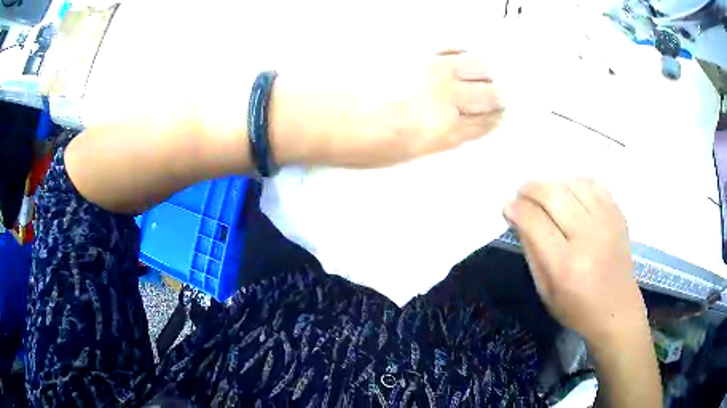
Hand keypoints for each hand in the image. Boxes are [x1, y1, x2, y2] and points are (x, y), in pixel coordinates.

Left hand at [269, 50, 503, 167]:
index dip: (496, 119)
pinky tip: (461, 58)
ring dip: (486, 73)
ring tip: (483, 76)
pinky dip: (463, 52)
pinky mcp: (412, 49)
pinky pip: (451, 46)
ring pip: (478, 65)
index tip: (499, 116)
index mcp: (442, 131)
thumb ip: (436, 139)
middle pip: (490, 92)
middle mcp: (445, 97)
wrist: (314, 114)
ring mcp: (430, 68)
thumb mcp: (401, 156)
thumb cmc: (353, 145)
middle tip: (495, 97)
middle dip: (498, 96)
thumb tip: (454, 125)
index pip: (486, 122)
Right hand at [503, 180, 648, 344]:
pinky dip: (576, 184)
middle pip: (553, 195)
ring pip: (572, 184)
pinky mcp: (618, 215)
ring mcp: (607, 222)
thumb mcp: (545, 290)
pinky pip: (593, 184)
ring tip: (545, 196)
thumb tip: (516, 215)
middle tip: (521, 194)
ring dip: (552, 185)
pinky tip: (569, 195)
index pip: (535, 222)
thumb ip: (531, 250)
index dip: (517, 208)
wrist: (617, 311)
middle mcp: (589, 238)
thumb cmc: (577, 309)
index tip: (508, 205)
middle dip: (531, 189)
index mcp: (566, 266)